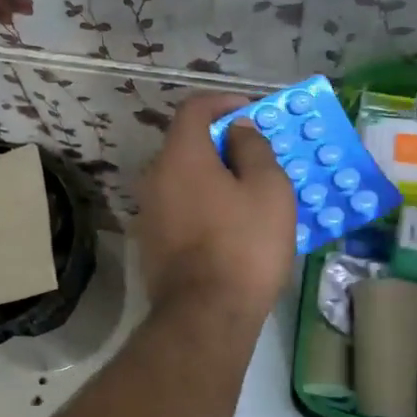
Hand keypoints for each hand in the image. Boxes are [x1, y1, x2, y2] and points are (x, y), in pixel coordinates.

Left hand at [137, 94, 296, 323]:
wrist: (206, 315)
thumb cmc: (244, 245)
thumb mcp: (268, 189)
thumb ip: (253, 148)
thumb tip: (237, 129)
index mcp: (181, 156)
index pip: (194, 108)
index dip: (223, 102)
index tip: (251, 112)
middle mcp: (155, 176)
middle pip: (186, 144)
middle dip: (221, 142)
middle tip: (255, 157)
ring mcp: (148, 211)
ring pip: (182, 178)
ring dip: (211, 176)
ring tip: (246, 193)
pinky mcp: (150, 242)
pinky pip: (179, 206)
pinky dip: (201, 203)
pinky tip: (227, 225)